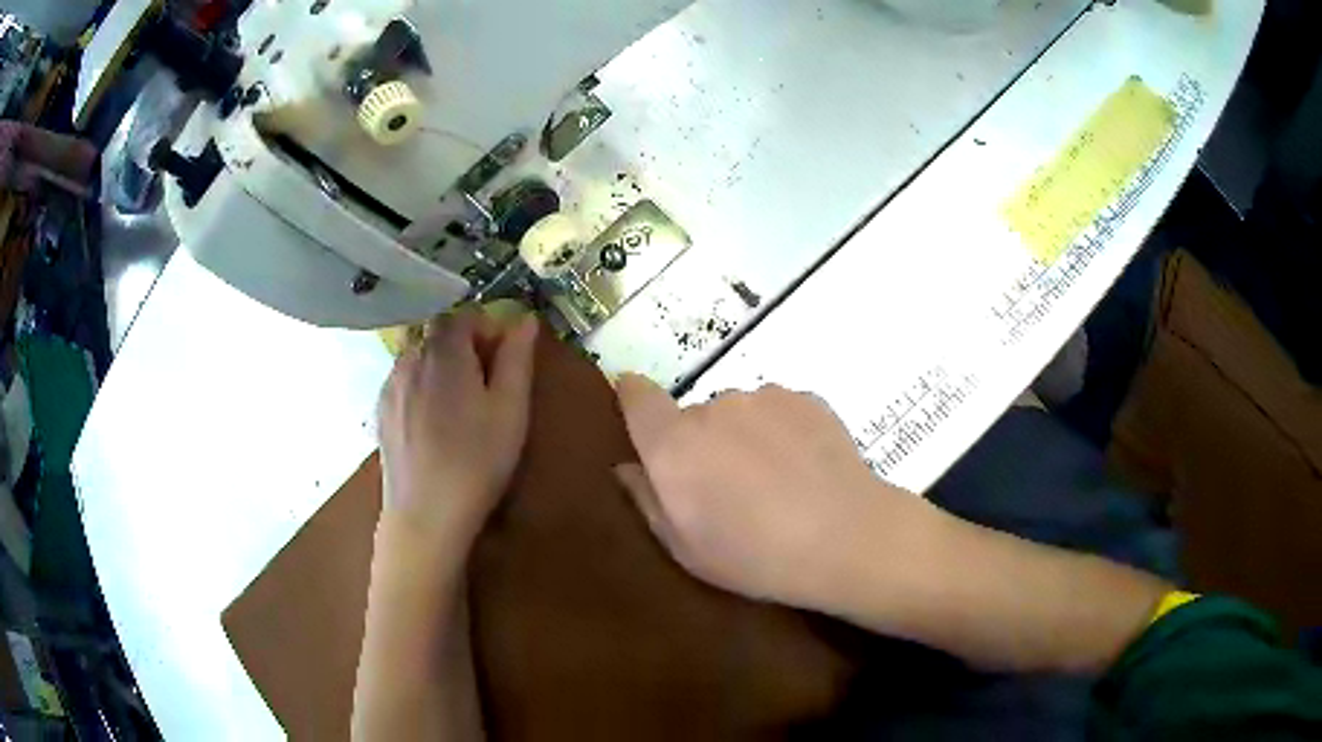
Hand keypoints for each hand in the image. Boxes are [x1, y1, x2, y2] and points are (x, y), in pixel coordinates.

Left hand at [377, 311, 537, 555]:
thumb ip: (517, 358)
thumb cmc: (477, 461)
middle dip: (464, 347)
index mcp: (444, 352)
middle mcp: (409, 358)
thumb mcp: (510, 409)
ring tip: (458, 407)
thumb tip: (525, 319)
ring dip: (440, 366)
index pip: (463, 315)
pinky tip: (433, 424)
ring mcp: (389, 385)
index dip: (486, 330)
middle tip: (485, 386)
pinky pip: (403, 381)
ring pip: (418, 357)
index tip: (503, 361)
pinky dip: (420, 386)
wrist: (426, 514)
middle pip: (437, 333)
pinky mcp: (380, 411)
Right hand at [614, 376, 935, 610]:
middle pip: (693, 416)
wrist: (845, 538)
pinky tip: (805, 469)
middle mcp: (712, 407)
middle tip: (729, 488)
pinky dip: (782, 432)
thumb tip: (627, 467)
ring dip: (744, 436)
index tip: (640, 416)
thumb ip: (647, 500)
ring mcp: (763, 397)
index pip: (636, 395)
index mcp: (673, 445)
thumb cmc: (755, 556)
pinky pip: (777, 410)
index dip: (633, 400)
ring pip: (738, 412)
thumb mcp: (686, 548)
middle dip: (701, 443)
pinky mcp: (805, 397)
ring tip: (776, 482)